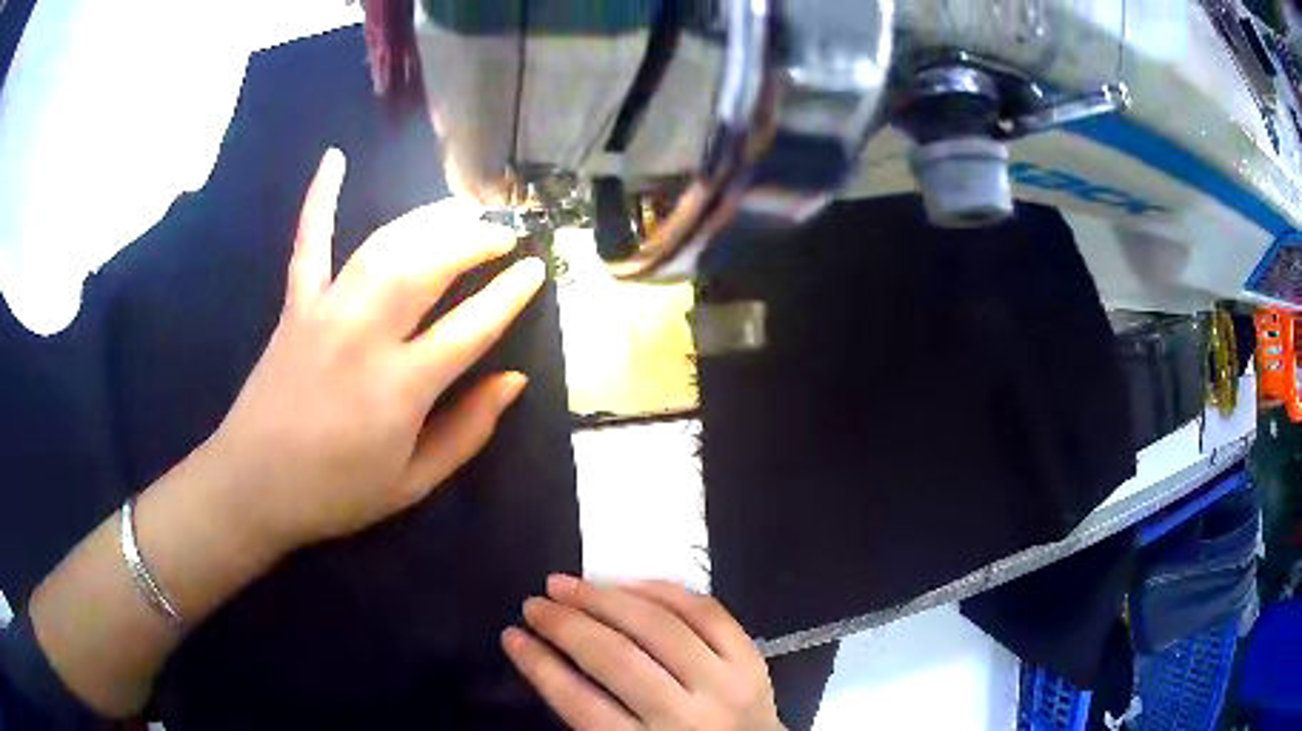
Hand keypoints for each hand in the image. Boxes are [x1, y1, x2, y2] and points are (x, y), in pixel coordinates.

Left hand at [206, 148, 542, 553]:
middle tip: (504, 231)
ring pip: (385, 246)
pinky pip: (309, 242)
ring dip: (429, 219)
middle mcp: (365, 336)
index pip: (472, 326)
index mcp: (400, 389)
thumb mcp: (413, 484)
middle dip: (475, 239)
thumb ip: (468, 433)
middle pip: (430, 266)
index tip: (536, 269)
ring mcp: (325, 312)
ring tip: (461, 208)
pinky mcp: (295, 306)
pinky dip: (321, 198)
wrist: (251, 486)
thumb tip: (514, 380)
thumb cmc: (335, 493)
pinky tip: (335, 158)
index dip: (511, 293)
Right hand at [503, 577, 784, 730]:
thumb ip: (594, 717)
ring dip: (605, 598)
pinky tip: (628, 582)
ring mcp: (725, 682)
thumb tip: (549, 660)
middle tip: (535, 604)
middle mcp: (687, 715)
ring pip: (658, 626)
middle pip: (615, 658)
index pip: (580, 702)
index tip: (512, 636)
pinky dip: (663, 591)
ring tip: (568, 584)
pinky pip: (705, 611)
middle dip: (565, 625)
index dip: (539, 664)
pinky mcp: (751, 659)